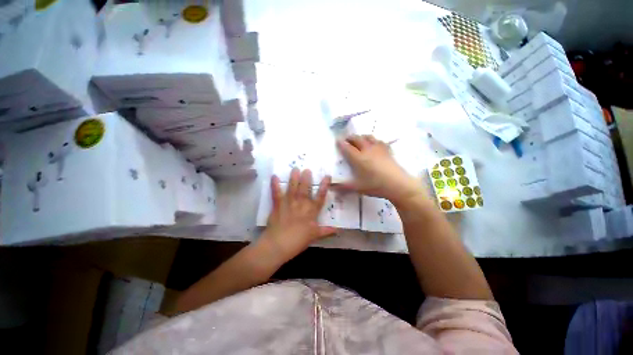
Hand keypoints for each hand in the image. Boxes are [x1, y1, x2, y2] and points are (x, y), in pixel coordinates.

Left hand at [261, 168, 335, 260]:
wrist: (279, 244)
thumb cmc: (298, 240)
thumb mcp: (314, 236)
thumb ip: (326, 231)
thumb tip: (338, 230)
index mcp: (311, 211)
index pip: (320, 196)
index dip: (324, 186)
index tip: (327, 176)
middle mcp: (301, 204)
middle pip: (305, 189)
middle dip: (306, 178)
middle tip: (307, 169)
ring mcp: (289, 203)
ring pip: (292, 188)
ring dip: (293, 178)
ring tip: (295, 168)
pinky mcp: (278, 205)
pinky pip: (276, 193)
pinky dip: (274, 185)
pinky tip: (274, 176)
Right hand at [336, 135, 423, 204]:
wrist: (398, 184)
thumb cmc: (375, 186)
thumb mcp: (357, 188)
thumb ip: (343, 187)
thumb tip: (331, 187)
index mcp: (358, 158)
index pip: (347, 148)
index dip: (341, 143)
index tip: (337, 140)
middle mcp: (367, 150)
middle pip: (357, 139)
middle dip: (350, 138)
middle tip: (346, 139)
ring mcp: (378, 148)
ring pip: (368, 137)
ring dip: (361, 136)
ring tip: (358, 139)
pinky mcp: (387, 150)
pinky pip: (379, 141)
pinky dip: (373, 140)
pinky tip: (374, 144)